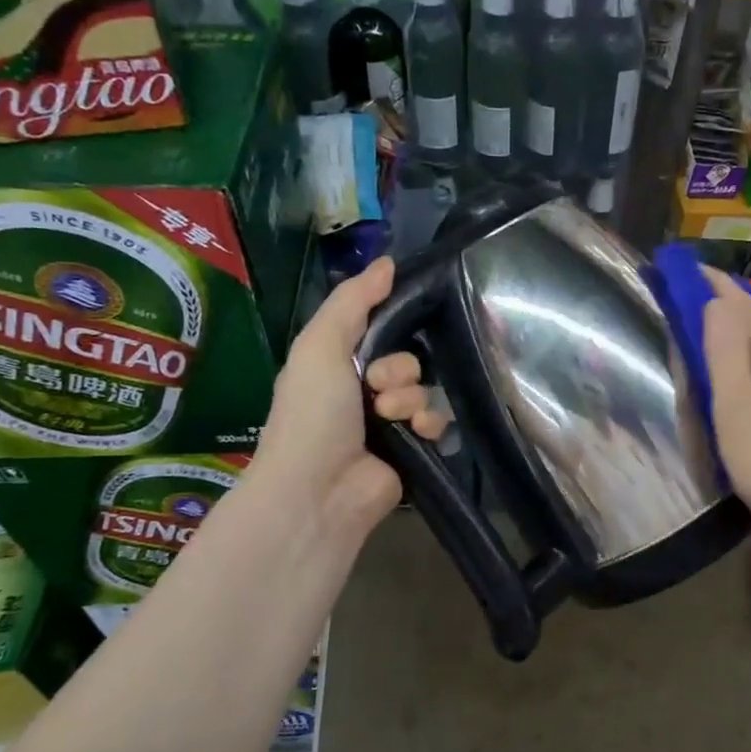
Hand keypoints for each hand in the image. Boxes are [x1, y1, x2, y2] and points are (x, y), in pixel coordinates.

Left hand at [243, 258, 443, 546]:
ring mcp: (389, 422)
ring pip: (425, 389)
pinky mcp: (413, 449)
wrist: (319, 490)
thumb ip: (352, 301)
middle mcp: (362, 390)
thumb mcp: (320, 344)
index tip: (392, 330)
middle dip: (398, 369)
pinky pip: (438, 420)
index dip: (390, 327)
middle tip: (377, 388)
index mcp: (336, 363)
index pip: (379, 329)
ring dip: (411, 398)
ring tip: (391, 417)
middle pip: (407, 358)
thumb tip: (389, 261)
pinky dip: (430, 422)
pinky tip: (416, 431)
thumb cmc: (312, 413)